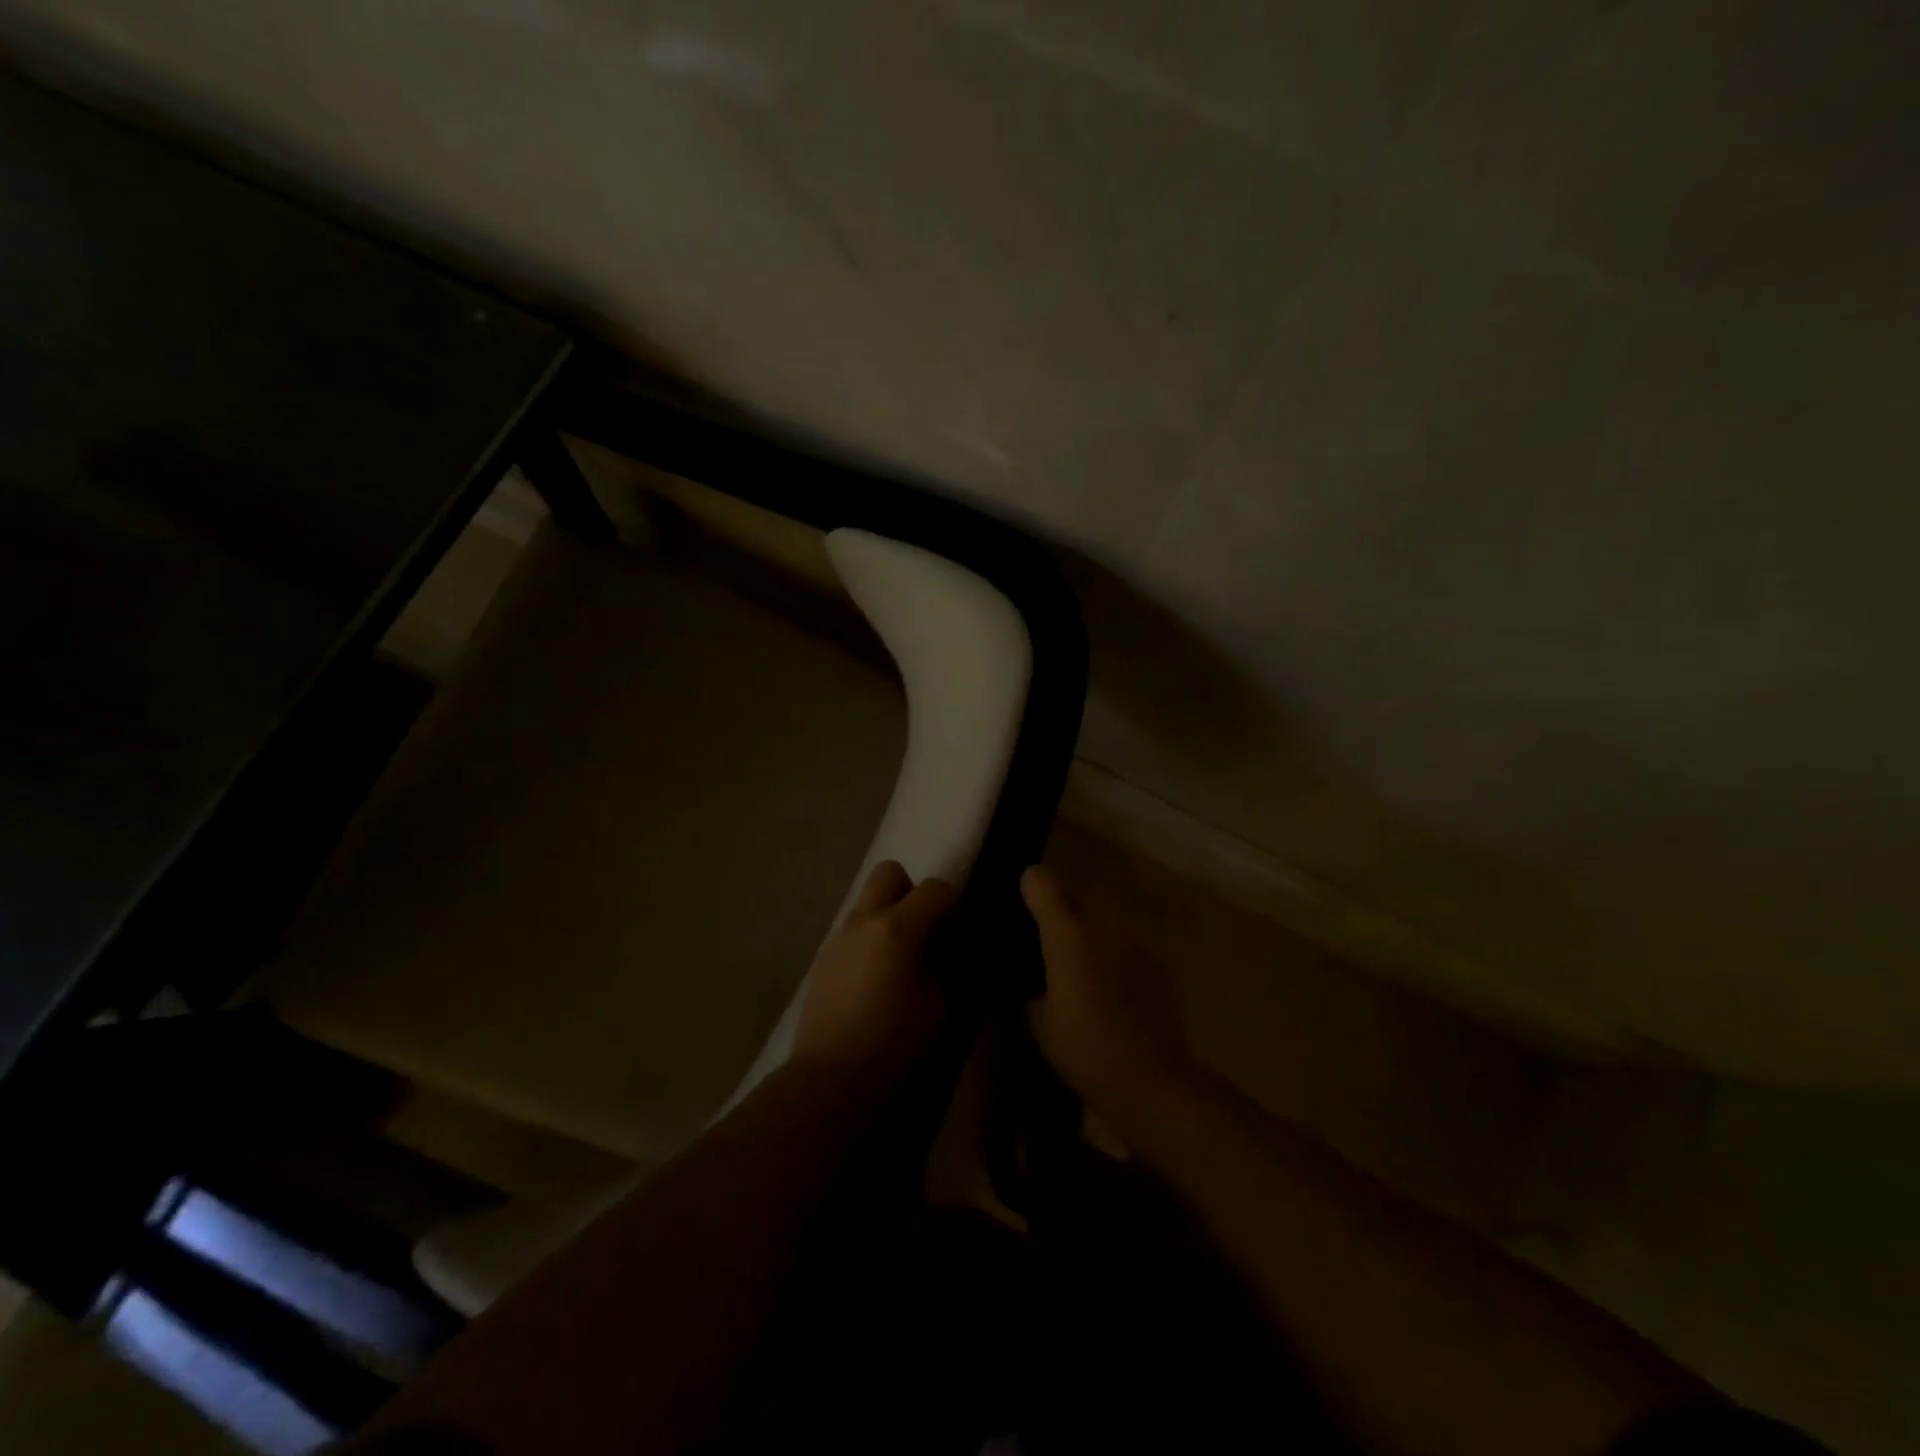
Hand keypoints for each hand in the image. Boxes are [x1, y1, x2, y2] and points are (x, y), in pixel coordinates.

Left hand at [793, 860, 955, 1083]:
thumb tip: (944, 950)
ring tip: (899, 956)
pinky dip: (869, 937)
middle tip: (923, 928)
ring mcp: (839, 936)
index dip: (953, 907)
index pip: (935, 888)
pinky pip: (852, 929)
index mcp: (897, 927)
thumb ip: (944, 965)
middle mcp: (864, 920)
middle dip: (911, 891)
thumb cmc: (893, 1041)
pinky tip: (874, 976)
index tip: (958, 937)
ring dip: (887, 914)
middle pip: (890, 872)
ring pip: (867, 900)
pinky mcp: (823, 957)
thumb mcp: (938, 1005)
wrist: (830, 1075)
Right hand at [1022, 864, 1194, 1127]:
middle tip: (1048, 955)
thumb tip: (1029, 971)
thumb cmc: (1084, 1048)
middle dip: (1059, 918)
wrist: (1151, 1079)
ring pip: (1101, 921)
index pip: (1040, 879)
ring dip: (1088, 937)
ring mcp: (1134, 938)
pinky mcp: (1157, 959)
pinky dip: (1113, 957)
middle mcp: (1102, 922)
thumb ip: (1028, 980)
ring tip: (1082, 977)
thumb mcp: (1037, 1019)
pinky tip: (1113, 994)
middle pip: (1073, 898)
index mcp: (1067, 931)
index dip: (1028, 890)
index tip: (1022, 915)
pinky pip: (1124, 944)